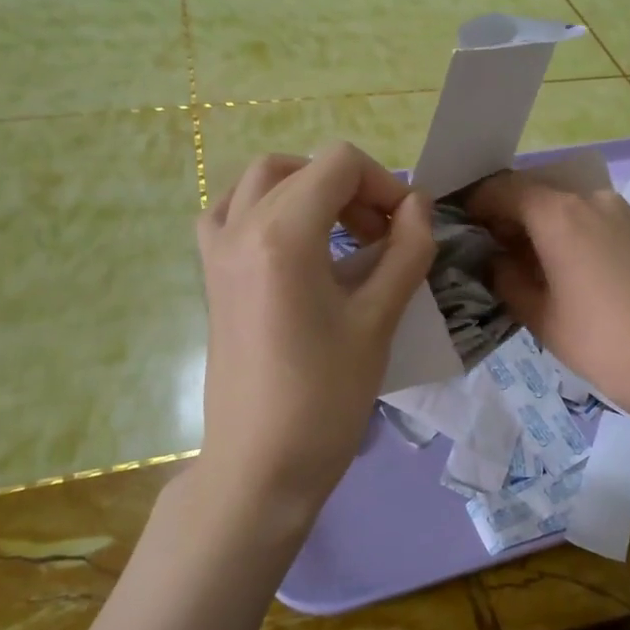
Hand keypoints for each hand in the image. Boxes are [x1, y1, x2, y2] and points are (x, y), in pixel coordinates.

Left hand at [195, 144, 434, 529]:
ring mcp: (217, 250)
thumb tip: (419, 206)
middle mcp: (241, 226)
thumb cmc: (325, 397)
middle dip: (352, 188)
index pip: (339, 164)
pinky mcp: (211, 275)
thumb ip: (406, 251)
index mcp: (283, 234)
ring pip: (263, 180)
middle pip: (303, 166)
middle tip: (382, 235)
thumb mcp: (379, 320)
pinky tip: (295, 244)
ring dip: (309, 189)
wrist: (260, 465)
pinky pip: (232, 212)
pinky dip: (268, 208)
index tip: (408, 229)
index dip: (384, 185)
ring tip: (343, 234)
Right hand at [468, 171, 629, 434]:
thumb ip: (508, 281)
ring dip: (551, 226)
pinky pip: (607, 222)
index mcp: (561, 216)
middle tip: (498, 250)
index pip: (506, 189)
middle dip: (514, 215)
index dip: (479, 202)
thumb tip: (497, 261)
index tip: (465, 223)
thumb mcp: (543, 320)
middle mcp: (596, 201)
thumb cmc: (609, 346)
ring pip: (576, 207)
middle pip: (542, 192)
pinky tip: (588, 274)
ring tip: (543, 266)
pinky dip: (585, 235)